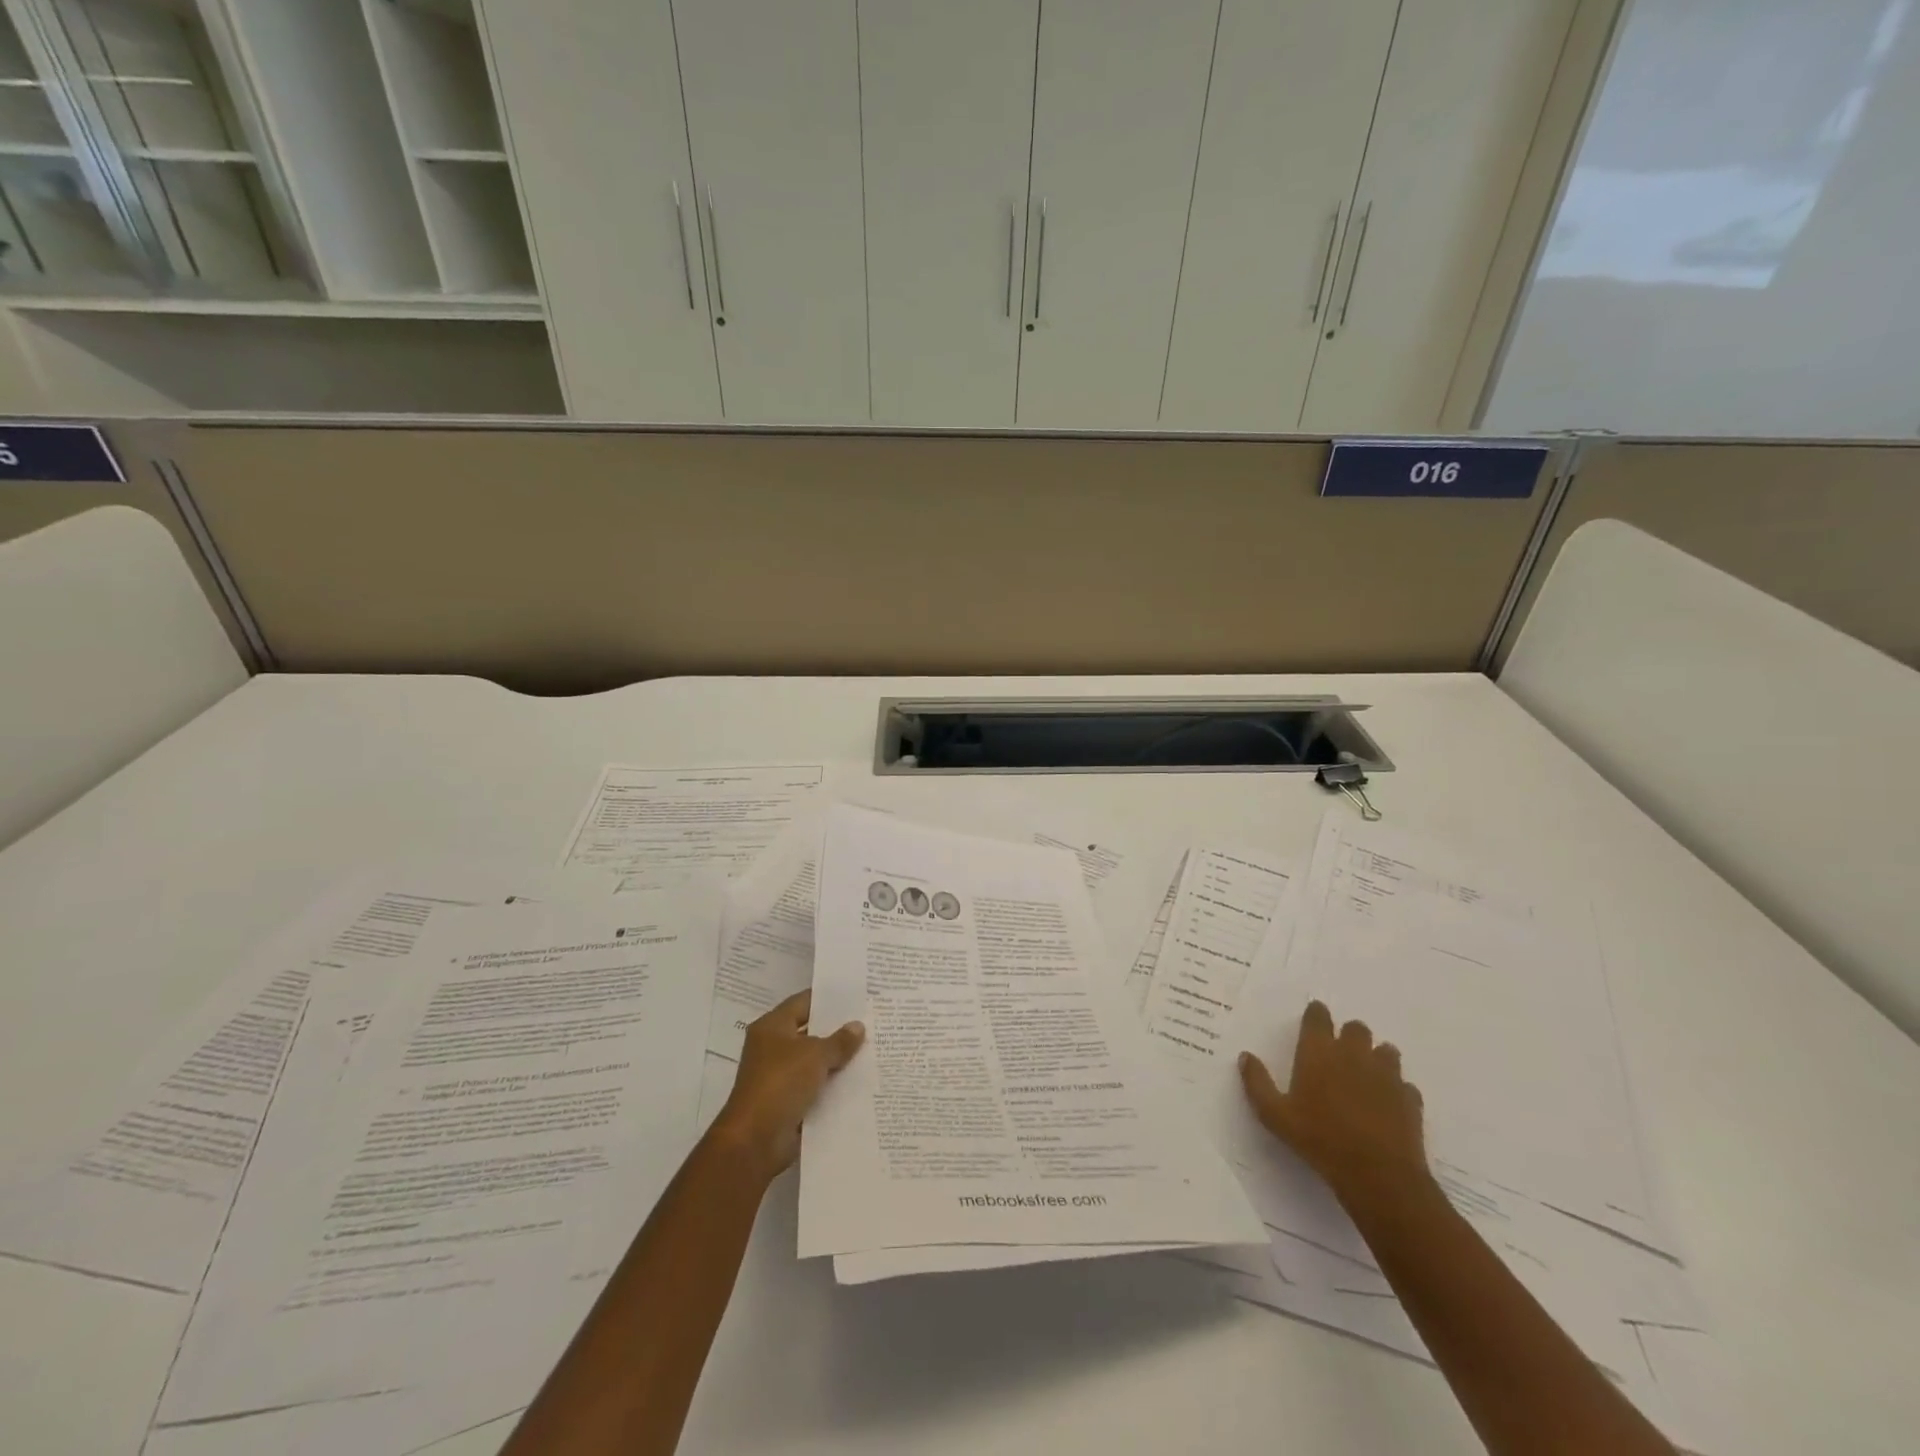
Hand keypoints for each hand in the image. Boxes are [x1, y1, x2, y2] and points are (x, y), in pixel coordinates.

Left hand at [710, 990, 864, 1182]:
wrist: (755, 1140)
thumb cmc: (781, 1083)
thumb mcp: (815, 1055)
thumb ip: (839, 1041)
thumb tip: (858, 1026)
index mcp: (772, 1027)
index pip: (803, 1002)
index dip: (828, 999)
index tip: (856, 996)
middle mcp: (773, 1047)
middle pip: (810, 1031)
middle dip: (838, 1030)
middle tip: (870, 1021)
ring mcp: (779, 1076)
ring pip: (815, 1061)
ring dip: (837, 1060)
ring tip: (872, 1049)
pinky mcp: (787, 1102)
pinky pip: (815, 1086)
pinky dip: (833, 1085)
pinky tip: (860, 1081)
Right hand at [1239, 999, 1429, 1209]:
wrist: (1378, 1175)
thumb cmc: (1319, 1139)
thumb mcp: (1275, 1115)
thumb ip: (1257, 1083)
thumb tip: (1246, 1056)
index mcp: (1319, 1052)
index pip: (1319, 1016)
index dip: (1316, 1014)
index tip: (1313, 1020)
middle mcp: (1354, 1054)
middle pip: (1356, 1028)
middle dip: (1349, 1035)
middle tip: (1339, 1054)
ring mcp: (1386, 1075)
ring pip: (1386, 1050)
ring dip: (1376, 1057)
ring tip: (1366, 1076)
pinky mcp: (1410, 1099)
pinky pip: (1405, 1085)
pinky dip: (1397, 1089)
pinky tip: (1388, 1104)